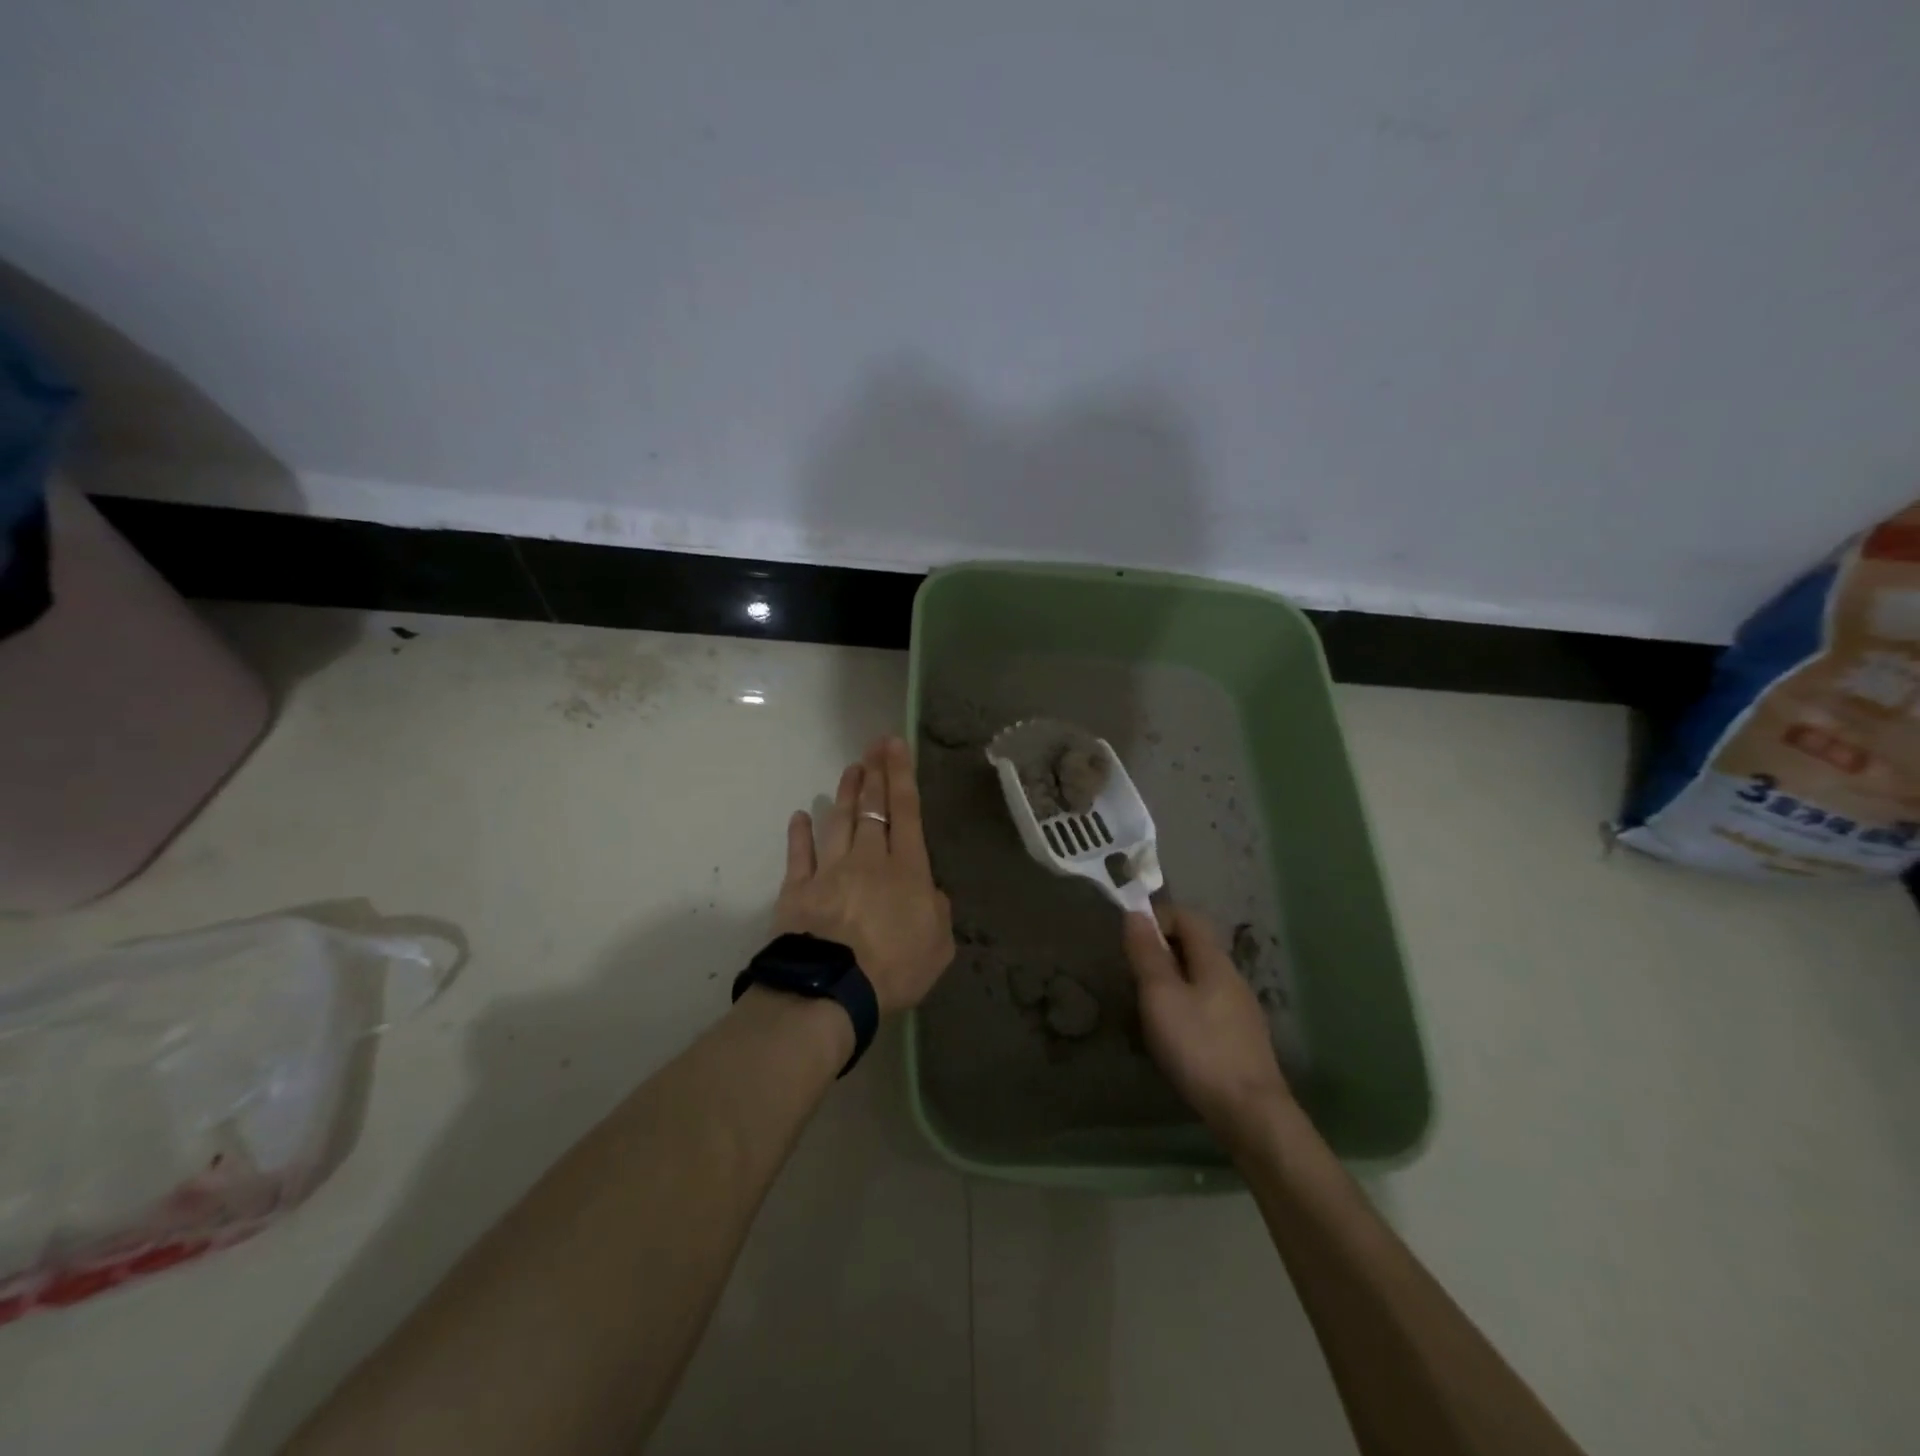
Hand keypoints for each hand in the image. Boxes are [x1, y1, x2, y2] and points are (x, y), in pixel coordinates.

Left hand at [775, 737, 954, 1014]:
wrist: (833, 989)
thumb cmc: (895, 968)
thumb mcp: (938, 946)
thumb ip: (937, 912)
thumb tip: (929, 893)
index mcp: (907, 870)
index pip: (906, 811)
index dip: (901, 775)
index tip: (894, 744)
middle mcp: (869, 859)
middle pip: (872, 809)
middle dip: (875, 774)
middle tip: (873, 745)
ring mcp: (830, 870)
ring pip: (839, 822)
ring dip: (845, 794)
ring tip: (850, 770)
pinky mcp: (798, 889)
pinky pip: (799, 855)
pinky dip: (799, 834)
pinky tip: (799, 816)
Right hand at [1123, 906, 1292, 1134]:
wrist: (1250, 1113)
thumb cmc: (1199, 1047)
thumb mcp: (1161, 996)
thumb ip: (1147, 953)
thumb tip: (1136, 913)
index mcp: (1214, 960)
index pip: (1186, 916)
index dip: (1156, 918)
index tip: (1130, 943)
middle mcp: (1232, 977)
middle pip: (1192, 947)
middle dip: (1159, 954)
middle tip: (1132, 979)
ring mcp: (1240, 1009)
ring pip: (1197, 979)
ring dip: (1169, 984)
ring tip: (1145, 1012)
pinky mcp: (1241, 1038)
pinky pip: (1206, 1006)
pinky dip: (1183, 1009)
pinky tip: (1172, 1039)